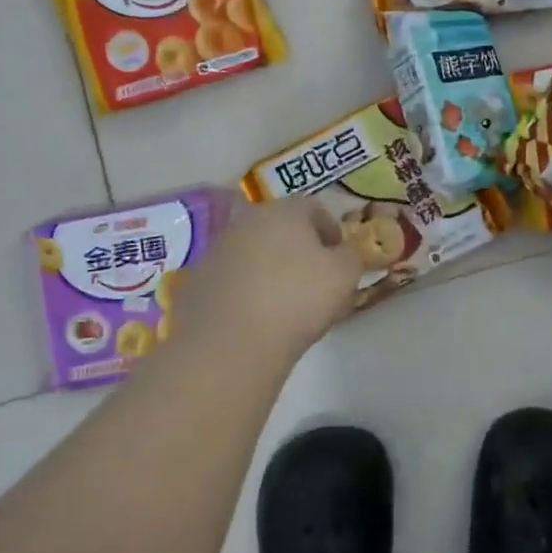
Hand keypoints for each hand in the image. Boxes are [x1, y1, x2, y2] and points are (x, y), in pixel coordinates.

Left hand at [175, 198, 363, 361]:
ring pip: (256, 252)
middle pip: (282, 228)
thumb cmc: (298, 299)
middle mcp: (247, 221)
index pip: (315, 208)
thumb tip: (345, 251)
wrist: (230, 344)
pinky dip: (248, 290)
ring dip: (273, 268)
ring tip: (287, 303)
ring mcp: (217, 250)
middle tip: (316, 281)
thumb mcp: (346, 274)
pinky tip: (258, 317)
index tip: (340, 260)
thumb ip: (353, 254)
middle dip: (301, 249)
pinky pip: (234, 278)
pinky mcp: (198, 281)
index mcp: (283, 210)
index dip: (332, 232)